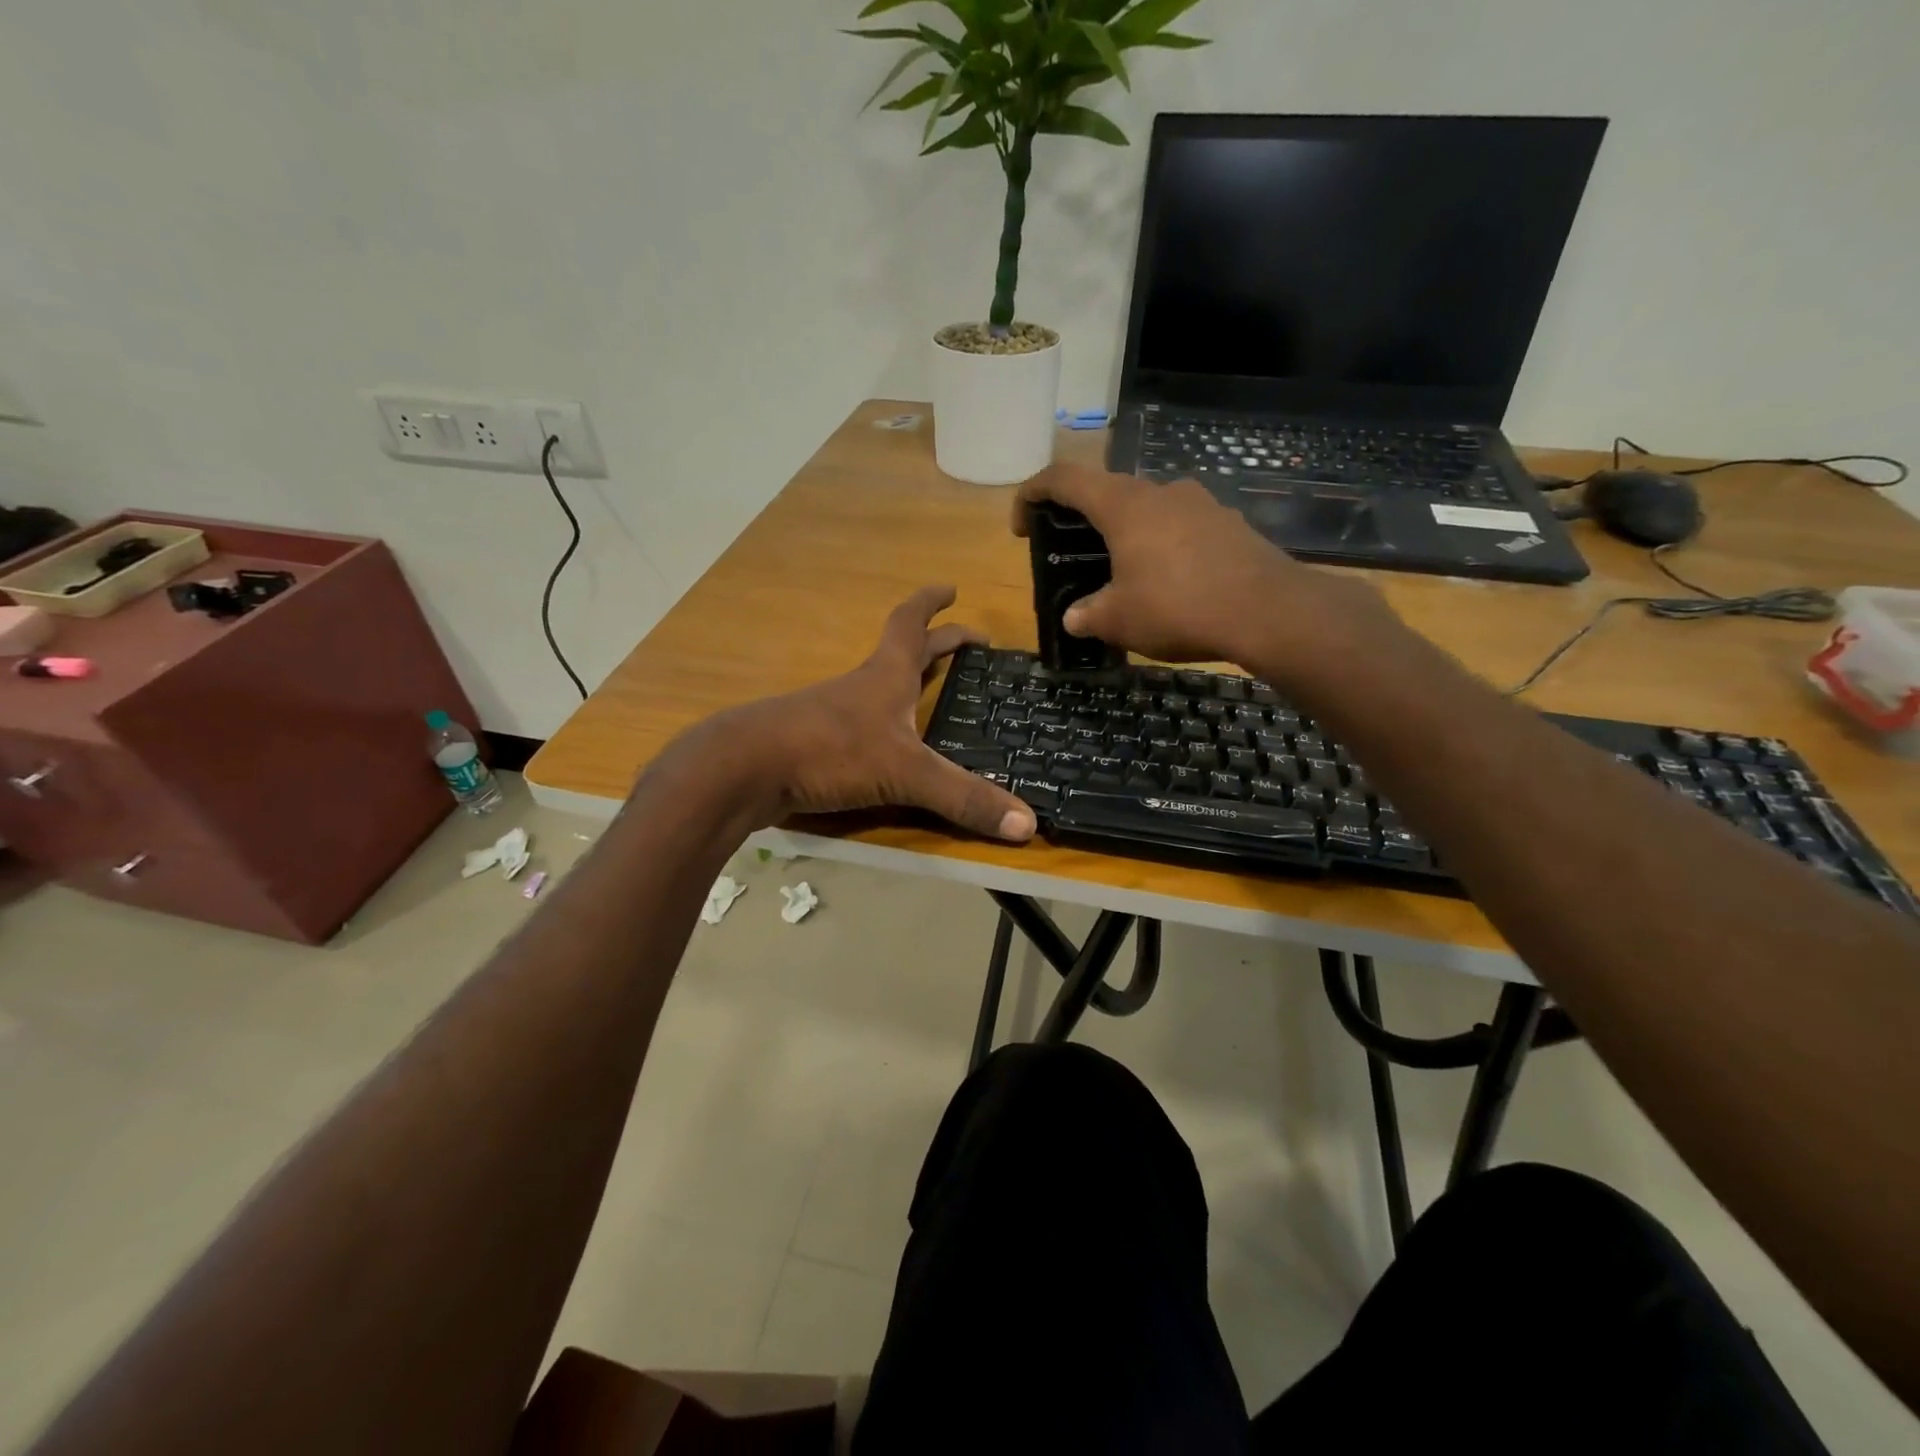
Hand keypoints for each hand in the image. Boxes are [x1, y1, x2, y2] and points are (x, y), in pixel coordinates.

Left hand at [714, 587, 1036, 841]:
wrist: (744, 769)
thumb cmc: (829, 751)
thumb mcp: (906, 772)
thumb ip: (963, 797)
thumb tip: (1028, 825)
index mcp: (886, 676)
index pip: (911, 624)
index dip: (932, 604)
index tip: (951, 588)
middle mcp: (861, 687)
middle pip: (902, 653)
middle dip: (936, 644)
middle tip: (967, 644)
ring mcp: (833, 714)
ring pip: (878, 688)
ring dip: (906, 682)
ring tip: (931, 692)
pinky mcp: (814, 744)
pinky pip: (859, 725)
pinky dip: (882, 724)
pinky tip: (887, 744)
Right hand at [1013, 463, 1400, 675]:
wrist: (1269, 611)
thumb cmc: (1179, 607)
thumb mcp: (1118, 620)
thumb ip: (1088, 615)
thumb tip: (1074, 618)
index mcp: (1124, 505)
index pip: (1064, 478)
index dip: (1033, 494)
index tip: (1022, 525)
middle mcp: (1161, 492)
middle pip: (1108, 492)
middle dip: (1082, 520)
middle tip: (1073, 555)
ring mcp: (1200, 503)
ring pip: (1148, 509)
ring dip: (1126, 534)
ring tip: (1123, 573)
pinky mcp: (1228, 524)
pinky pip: (1181, 527)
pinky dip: (1162, 546)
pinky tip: (1168, 583)